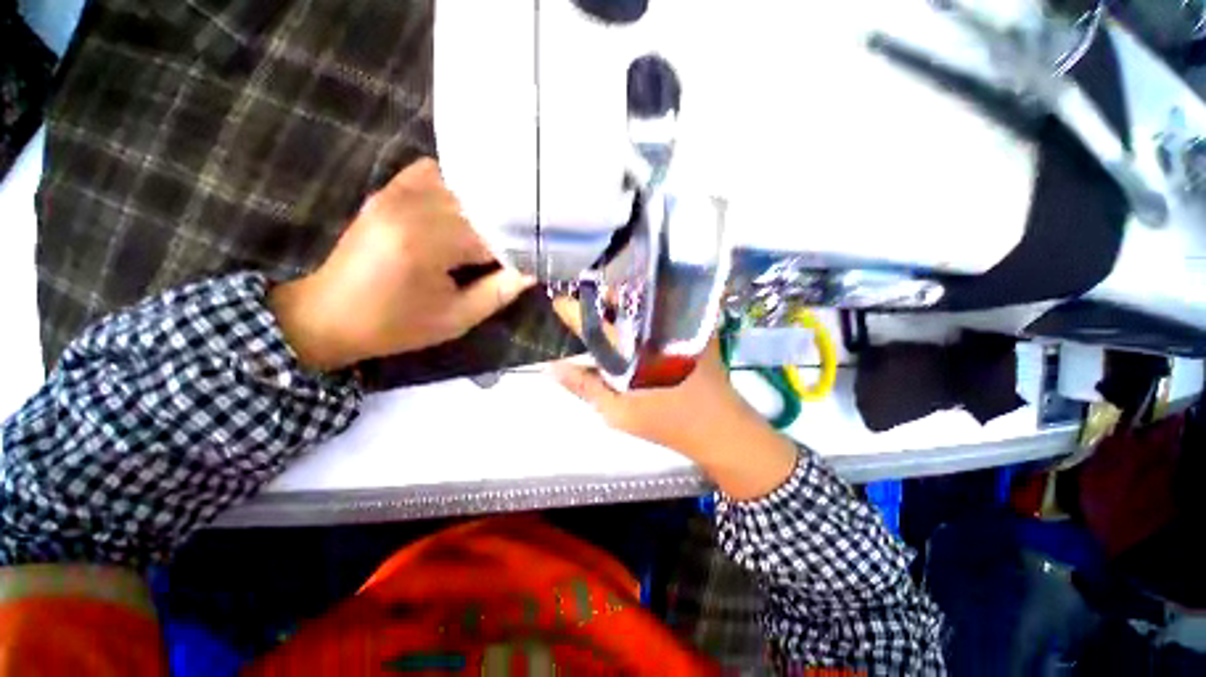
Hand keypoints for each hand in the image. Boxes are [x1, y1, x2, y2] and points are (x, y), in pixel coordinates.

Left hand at [270, 158, 534, 370]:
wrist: (330, 315)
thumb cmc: (396, 325)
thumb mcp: (456, 319)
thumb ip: (499, 292)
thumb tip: (532, 271)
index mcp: (427, 244)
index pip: (493, 234)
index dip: (519, 246)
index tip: (534, 259)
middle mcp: (411, 207)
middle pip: (480, 206)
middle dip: (506, 226)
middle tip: (522, 244)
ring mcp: (395, 194)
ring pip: (460, 185)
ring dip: (484, 207)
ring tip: (498, 229)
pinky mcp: (387, 192)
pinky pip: (431, 173)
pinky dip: (455, 188)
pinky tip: (464, 210)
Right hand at [550, 299, 797, 499]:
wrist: (721, 428)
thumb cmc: (668, 423)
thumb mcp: (619, 413)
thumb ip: (585, 388)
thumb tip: (552, 368)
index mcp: (636, 351)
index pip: (597, 324)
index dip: (574, 310)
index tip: (557, 300)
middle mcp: (658, 330)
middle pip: (624, 301)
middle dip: (601, 295)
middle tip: (583, 297)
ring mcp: (680, 325)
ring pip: (645, 300)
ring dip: (624, 299)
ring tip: (605, 302)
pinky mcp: (695, 327)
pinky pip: (665, 307)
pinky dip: (647, 305)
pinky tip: (637, 313)